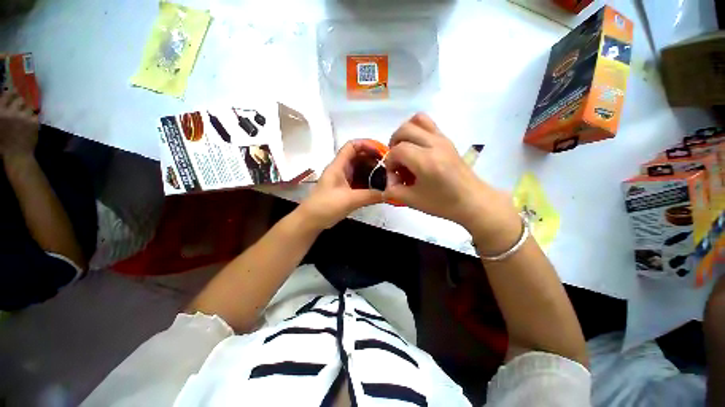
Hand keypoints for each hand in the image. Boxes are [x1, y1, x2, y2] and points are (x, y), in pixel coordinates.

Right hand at [0, 91, 38, 161]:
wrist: (16, 154)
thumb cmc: (3, 141)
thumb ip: (2, 110)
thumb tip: (5, 95)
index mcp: (0, 111)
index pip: (7, 94)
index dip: (12, 92)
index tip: (14, 91)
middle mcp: (11, 111)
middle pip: (20, 99)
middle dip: (21, 102)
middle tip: (20, 108)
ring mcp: (23, 116)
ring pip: (29, 106)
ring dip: (27, 111)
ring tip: (25, 119)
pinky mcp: (33, 121)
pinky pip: (35, 115)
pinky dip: (33, 119)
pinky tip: (30, 125)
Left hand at [298, 140, 383, 229]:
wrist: (311, 220)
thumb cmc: (326, 205)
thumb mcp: (350, 199)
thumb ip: (370, 196)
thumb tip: (389, 194)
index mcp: (338, 166)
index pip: (352, 146)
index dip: (367, 144)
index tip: (382, 152)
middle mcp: (341, 169)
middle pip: (358, 157)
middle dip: (373, 159)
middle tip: (388, 167)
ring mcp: (343, 180)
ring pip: (359, 169)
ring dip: (372, 171)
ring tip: (386, 177)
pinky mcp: (344, 189)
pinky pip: (359, 181)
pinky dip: (368, 182)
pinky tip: (378, 188)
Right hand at [383, 114, 520, 249]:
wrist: (472, 201)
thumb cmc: (443, 203)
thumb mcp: (413, 201)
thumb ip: (393, 191)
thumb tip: (386, 184)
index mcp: (426, 161)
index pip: (397, 150)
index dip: (390, 162)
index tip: (395, 176)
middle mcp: (434, 144)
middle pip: (405, 129)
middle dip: (394, 144)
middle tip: (396, 160)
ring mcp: (443, 139)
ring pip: (418, 119)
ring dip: (405, 132)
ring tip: (405, 149)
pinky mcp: (447, 140)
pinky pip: (428, 124)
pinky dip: (417, 131)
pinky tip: (417, 150)